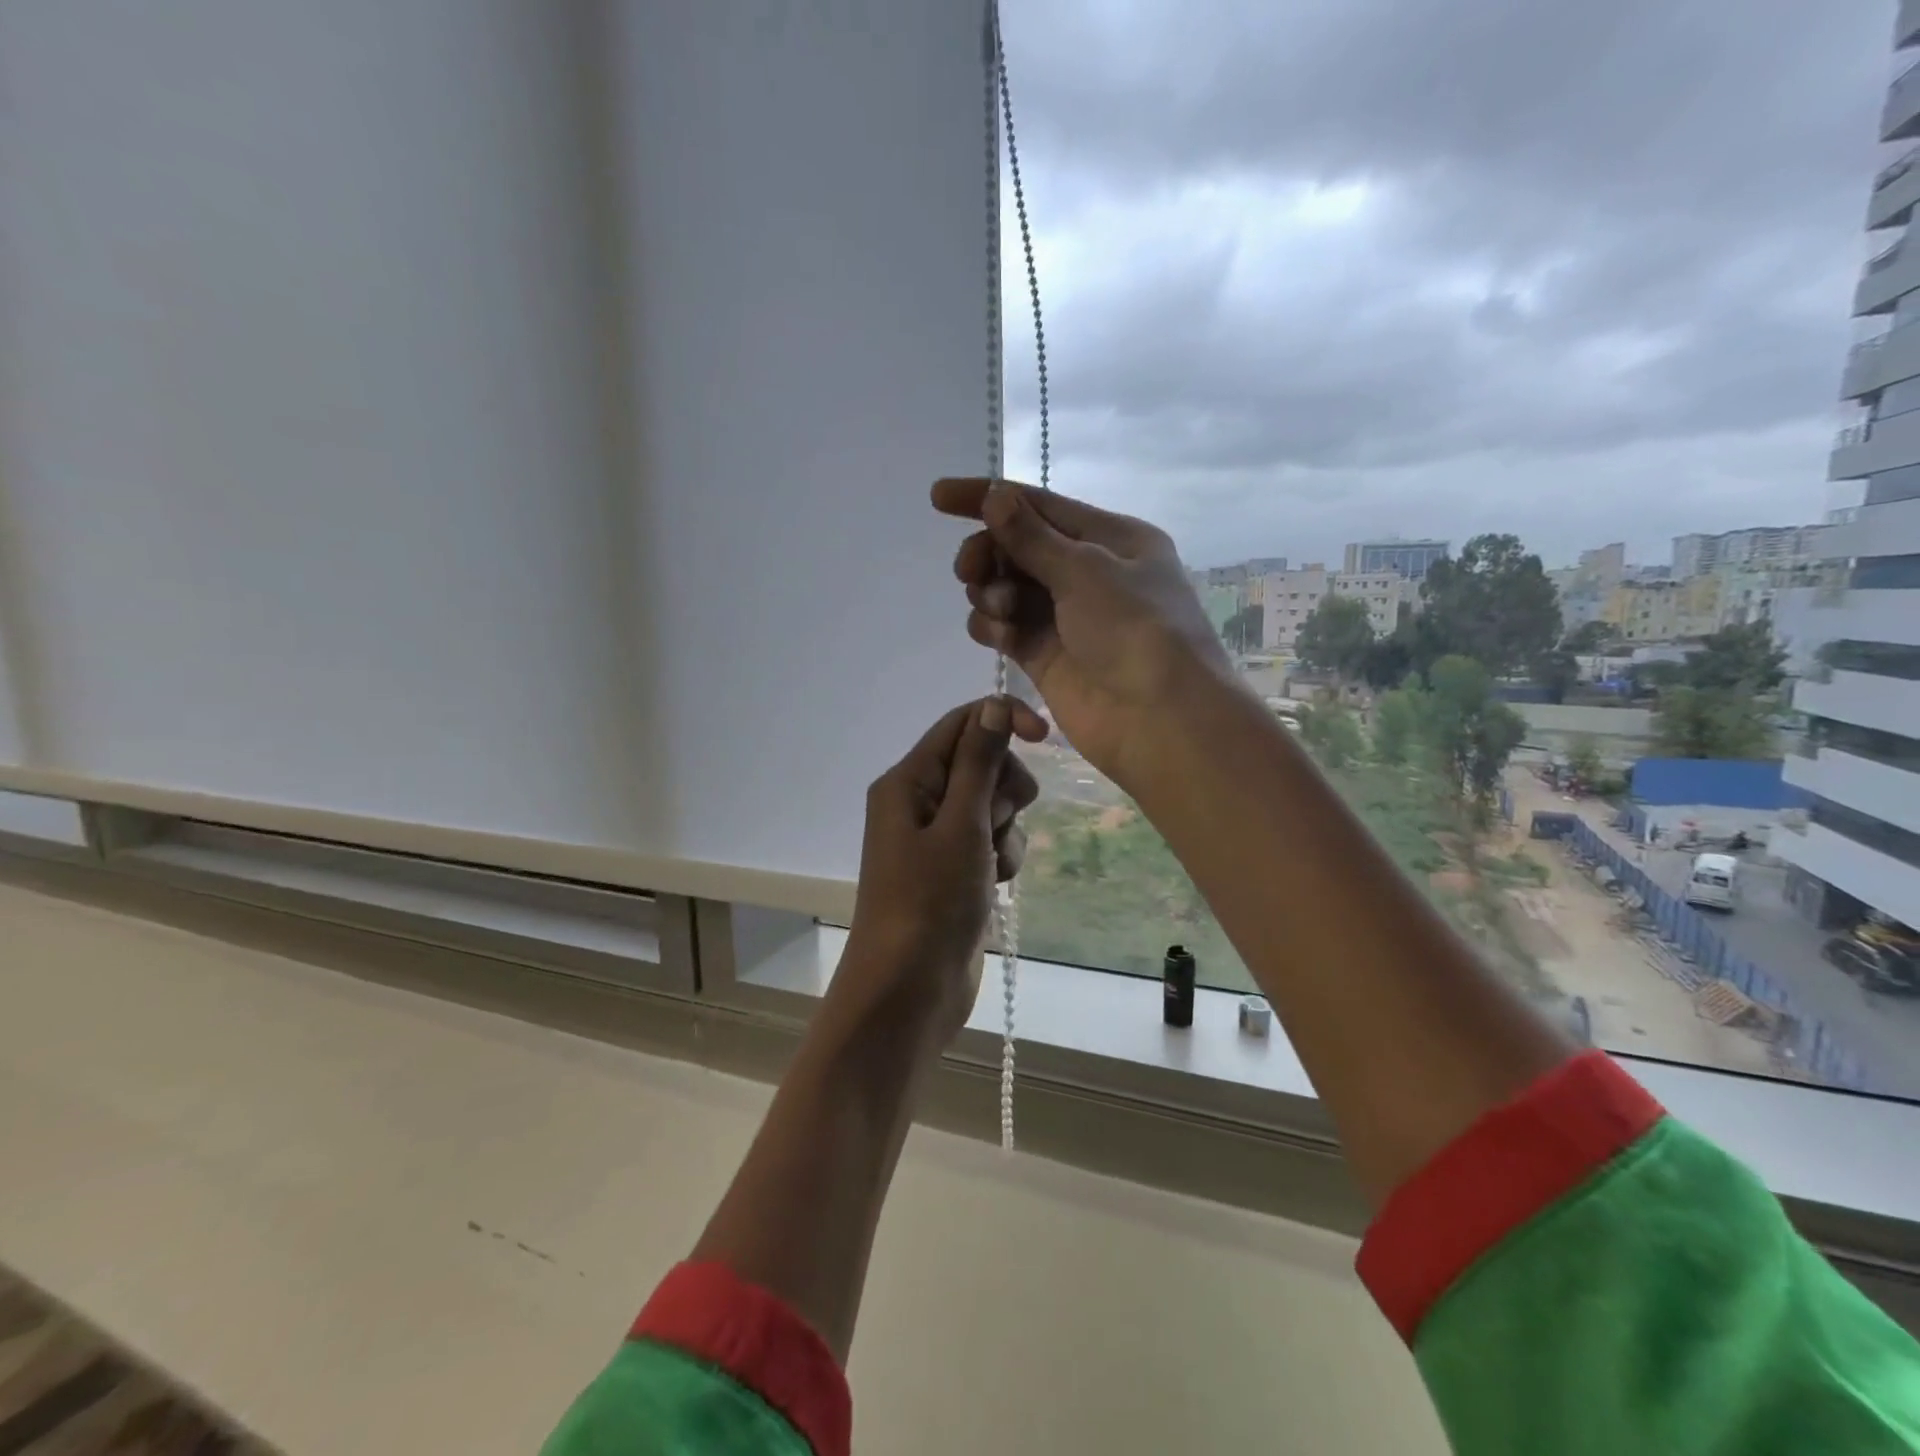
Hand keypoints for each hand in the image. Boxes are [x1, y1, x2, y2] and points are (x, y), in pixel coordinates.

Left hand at [836, 695, 1047, 1046]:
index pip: (961, 724)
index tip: (1046, 736)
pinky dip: (1002, 856)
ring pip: (992, 804)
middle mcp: (918, 801)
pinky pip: (991, 840)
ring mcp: (936, 838)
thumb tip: (994, 705)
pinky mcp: (954, 868)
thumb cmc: (930, 903)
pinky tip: (995, 884)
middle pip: (980, 763)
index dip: (1003, 720)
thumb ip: (979, 763)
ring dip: (1006, 829)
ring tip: (992, 865)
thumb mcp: (961, 826)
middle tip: (997, 822)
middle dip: (1004, 789)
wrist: (910, 991)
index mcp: (908, 781)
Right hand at [933, 479, 1233, 789]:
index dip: (986, 498)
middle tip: (970, 570)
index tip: (937, 497)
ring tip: (1000, 610)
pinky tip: (998, 635)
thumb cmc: (1135, 630)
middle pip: (1018, 547)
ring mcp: (1065, 617)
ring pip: (1007, 588)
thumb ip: (1032, 537)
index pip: (1038, 505)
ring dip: (991, 591)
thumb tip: (994, 495)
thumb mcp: (1086, 571)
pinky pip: (1006, 628)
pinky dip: (994, 626)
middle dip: (988, 552)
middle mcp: (1088, 573)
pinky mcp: (1046, 656)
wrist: (1160, 720)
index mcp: (1110, 538)